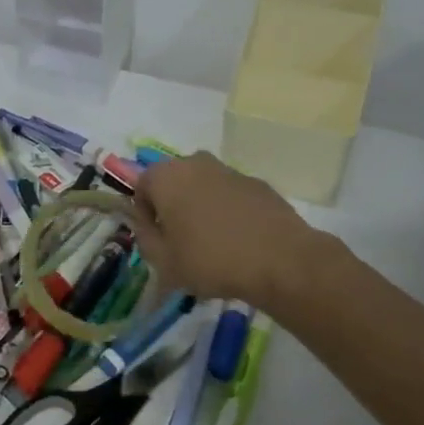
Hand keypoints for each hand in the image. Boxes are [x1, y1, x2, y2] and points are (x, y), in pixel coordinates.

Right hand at [133, 151, 344, 307]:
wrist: (281, 261)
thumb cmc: (211, 260)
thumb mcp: (163, 261)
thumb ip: (144, 237)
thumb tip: (142, 223)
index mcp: (165, 176)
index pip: (141, 187)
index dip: (146, 215)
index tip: (159, 240)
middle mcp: (194, 163)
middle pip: (173, 182)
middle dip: (173, 206)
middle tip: (182, 240)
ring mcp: (229, 170)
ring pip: (203, 186)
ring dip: (201, 206)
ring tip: (214, 242)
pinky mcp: (257, 183)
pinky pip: (231, 194)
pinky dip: (229, 210)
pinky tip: (240, 240)